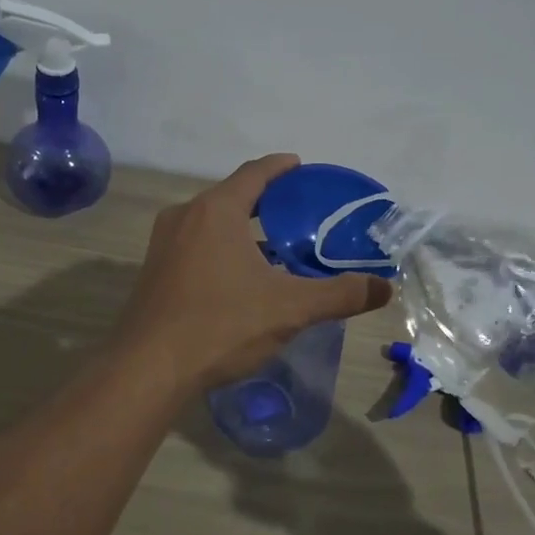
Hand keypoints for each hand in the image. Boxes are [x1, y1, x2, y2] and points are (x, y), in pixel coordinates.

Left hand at [115, 154, 392, 390]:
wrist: (149, 367)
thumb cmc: (221, 324)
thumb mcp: (290, 308)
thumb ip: (339, 294)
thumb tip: (385, 288)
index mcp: (216, 210)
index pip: (255, 173)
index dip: (281, 167)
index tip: (301, 166)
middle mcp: (185, 216)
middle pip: (231, 196)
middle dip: (265, 202)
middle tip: (298, 214)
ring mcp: (163, 244)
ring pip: (210, 223)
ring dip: (241, 229)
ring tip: (274, 248)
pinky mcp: (153, 270)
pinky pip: (194, 246)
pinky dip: (220, 249)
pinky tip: (238, 279)